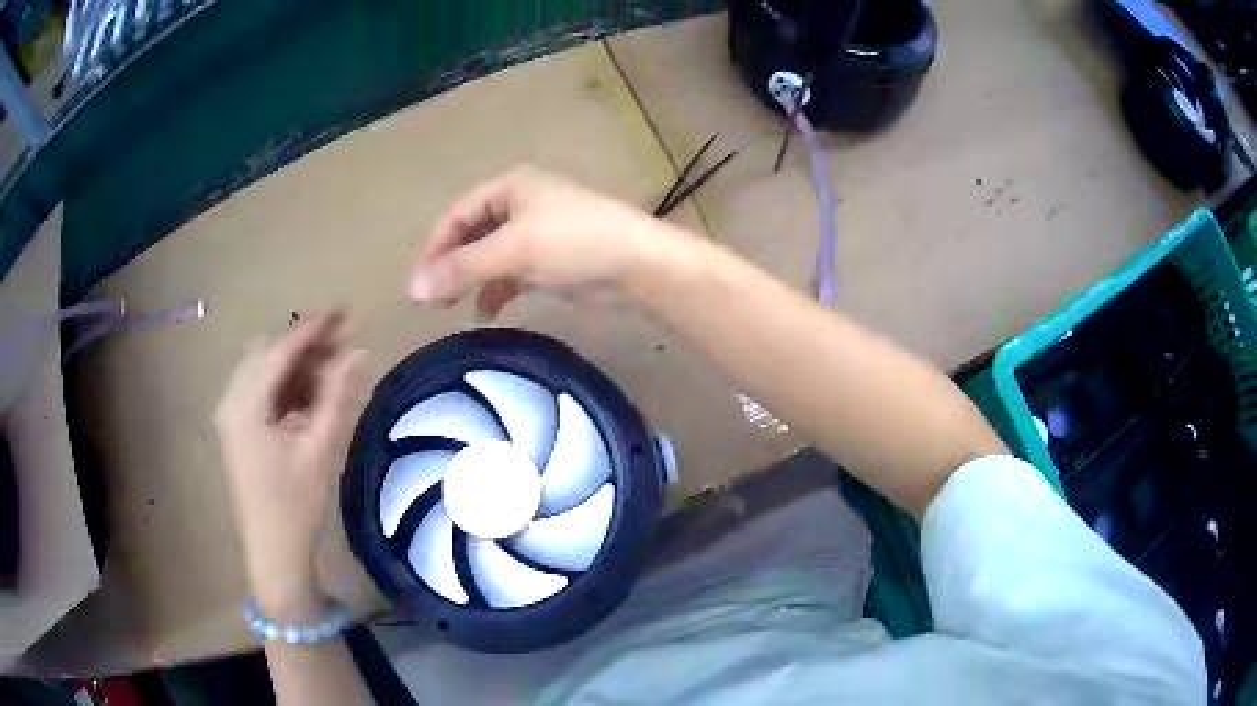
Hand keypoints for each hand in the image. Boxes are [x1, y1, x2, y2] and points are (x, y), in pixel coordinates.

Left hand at [214, 312, 366, 616]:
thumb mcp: (319, 449)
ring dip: (297, 365)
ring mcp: (232, 415)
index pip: (280, 350)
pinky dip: (287, 386)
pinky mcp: (238, 429)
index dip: (313, 328)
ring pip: (264, 371)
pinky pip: (262, 392)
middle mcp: (231, 400)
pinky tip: (312, 397)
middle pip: (268, 353)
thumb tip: (358, 353)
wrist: (273, 553)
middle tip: (343, 345)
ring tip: (333, 372)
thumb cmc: (295, 506)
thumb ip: (336, 396)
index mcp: (245, 404)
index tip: (344, 311)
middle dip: (305, 345)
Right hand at [410, 166, 686, 316]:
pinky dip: (497, 291)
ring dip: (472, 280)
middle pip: (472, 235)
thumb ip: (462, 268)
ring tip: (452, 309)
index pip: (457, 214)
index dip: (435, 246)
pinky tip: (488, 313)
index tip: (419, 283)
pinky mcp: (551, 261)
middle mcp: (520, 205)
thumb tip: (413, 288)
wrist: (637, 264)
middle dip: (451, 265)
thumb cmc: (573, 243)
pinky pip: (512, 274)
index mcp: (509, 188)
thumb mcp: (513, 251)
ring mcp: (537, 234)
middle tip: (432, 301)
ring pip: (491, 256)